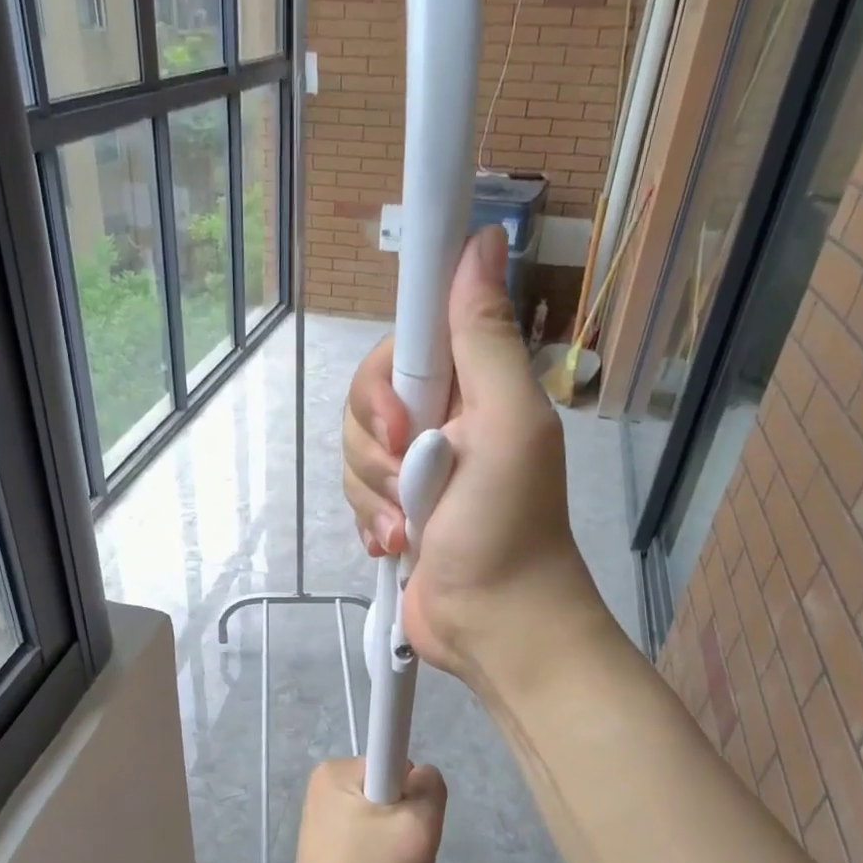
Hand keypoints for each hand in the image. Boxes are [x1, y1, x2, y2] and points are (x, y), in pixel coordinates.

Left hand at [278, 758, 445, 862]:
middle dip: (405, 824)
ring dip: (394, 848)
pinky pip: (366, 843)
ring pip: (381, 821)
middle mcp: (323, 788)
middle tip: (403, 857)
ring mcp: (320, 820)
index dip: (413, 793)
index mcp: (336, 771)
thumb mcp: (419, 826)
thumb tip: (421, 776)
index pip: (396, 760)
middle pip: (390, 792)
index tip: (409, 826)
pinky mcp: (323, 850)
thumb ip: (430, 787)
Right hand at [341, 226, 606, 693]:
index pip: (402, 346)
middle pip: (365, 403)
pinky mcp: (393, 513)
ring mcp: (413, 472)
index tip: (399, 422)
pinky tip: (397, 547)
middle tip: (410, 483)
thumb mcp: (508, 424)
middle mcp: (438, 422)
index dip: (385, 379)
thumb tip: (484, 239)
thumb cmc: (508, 526)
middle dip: (377, 450)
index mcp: (469, 391)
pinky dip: (371, 523)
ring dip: (376, 497)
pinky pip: (356, 497)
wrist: (495, 624)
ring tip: (410, 530)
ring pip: (354, 454)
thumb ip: (485, 340)